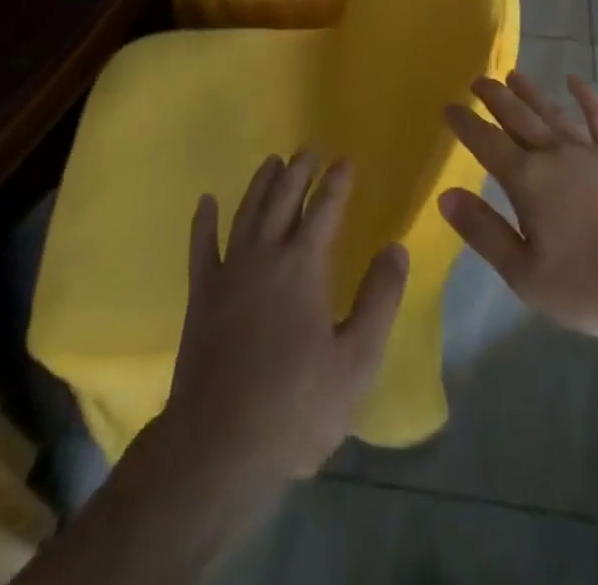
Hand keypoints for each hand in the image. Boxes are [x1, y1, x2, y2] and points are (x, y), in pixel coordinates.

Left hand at [162, 152, 408, 482]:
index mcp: (304, 266)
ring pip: (247, 212)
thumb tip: (396, 248)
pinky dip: (204, 222)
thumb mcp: (357, 360)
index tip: (345, 160)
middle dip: (299, 172)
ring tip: (272, 161)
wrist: (218, 447)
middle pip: (284, 200)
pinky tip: (206, 202)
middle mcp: (265, 255)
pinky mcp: (201, 296)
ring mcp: (229, 273)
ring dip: (261, 184)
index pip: (325, 210)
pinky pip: (201, 247)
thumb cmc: (296, 406)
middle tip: (309, 150)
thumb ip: (379, 299)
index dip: (337, 184)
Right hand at [439, 72, 597, 336]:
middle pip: (518, 117)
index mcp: (528, 180)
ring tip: (513, 75)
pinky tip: (576, 81)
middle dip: (495, 97)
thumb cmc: (588, 285)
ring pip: (553, 112)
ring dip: (531, 92)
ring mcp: (591, 152)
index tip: (448, 107)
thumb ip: (484, 231)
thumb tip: (446, 195)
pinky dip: (588, 98)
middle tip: (477, 79)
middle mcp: (555, 154)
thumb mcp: (524, 273)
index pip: (487, 143)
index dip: (465, 124)